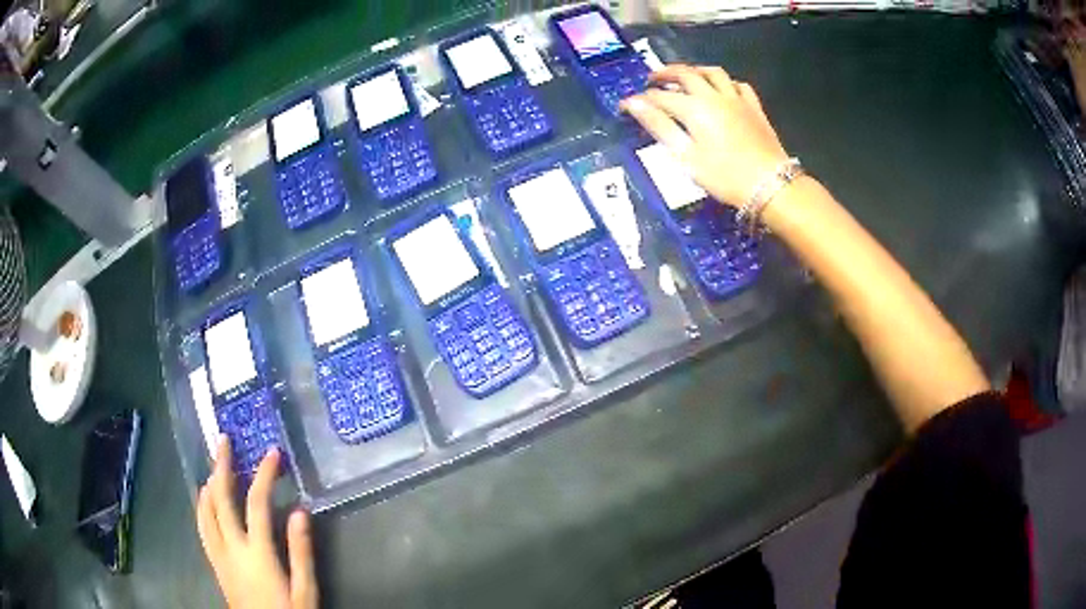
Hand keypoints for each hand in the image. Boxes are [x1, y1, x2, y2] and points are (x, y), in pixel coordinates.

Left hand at [196, 439, 317, 608]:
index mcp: (257, 553)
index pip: (257, 504)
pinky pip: (202, 527)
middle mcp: (232, 548)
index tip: (272, 453)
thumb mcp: (305, 590)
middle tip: (223, 441)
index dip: (264, 475)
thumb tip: (299, 511)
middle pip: (220, 499)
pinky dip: (201, 506)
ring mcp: (219, 555)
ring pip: (205, 511)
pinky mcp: (215, 563)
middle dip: (222, 466)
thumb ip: (301, 552)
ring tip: (213, 464)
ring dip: (209, 483)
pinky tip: (204, 499)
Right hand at [621, 64, 789, 207]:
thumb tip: (634, 104)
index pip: (659, 97)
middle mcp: (713, 96)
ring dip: (695, 70)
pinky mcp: (754, 107)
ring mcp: (737, 99)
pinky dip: (726, 82)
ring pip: (713, 72)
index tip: (626, 106)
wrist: (770, 184)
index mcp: (694, 108)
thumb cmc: (724, 176)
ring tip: (686, 76)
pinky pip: (739, 84)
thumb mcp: (686, 156)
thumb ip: (660, 126)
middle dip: (665, 74)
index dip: (640, 100)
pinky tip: (722, 89)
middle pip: (685, 74)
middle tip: (653, 79)